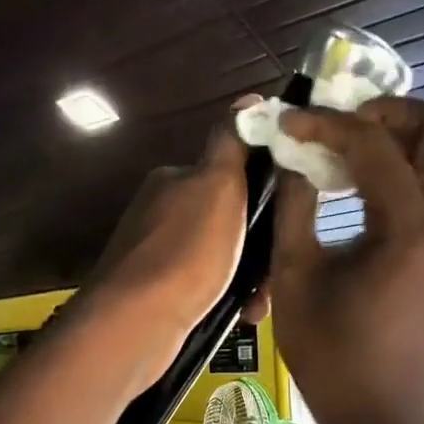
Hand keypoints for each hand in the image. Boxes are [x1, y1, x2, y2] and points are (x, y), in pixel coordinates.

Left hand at [78, 100, 265, 389]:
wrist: (138, 323)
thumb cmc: (186, 251)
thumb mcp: (217, 184)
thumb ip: (232, 142)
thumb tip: (248, 100)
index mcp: (174, 180)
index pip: (228, 174)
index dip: (262, 194)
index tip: (285, 218)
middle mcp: (161, 212)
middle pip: (228, 220)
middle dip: (257, 246)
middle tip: (275, 272)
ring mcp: (155, 254)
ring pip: (220, 258)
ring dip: (247, 277)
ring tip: (256, 302)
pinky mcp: (155, 292)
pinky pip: (204, 288)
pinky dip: (226, 298)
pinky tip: (239, 313)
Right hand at [269, 99, 423, 423]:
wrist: (386, 415)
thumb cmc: (332, 356)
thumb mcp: (296, 277)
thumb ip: (295, 206)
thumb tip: (293, 158)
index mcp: (412, 231)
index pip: (375, 144)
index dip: (328, 124)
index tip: (290, 124)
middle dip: (391, 113)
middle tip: (341, 127)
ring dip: (405, 138)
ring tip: (351, 153)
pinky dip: (412, 169)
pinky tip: (367, 190)